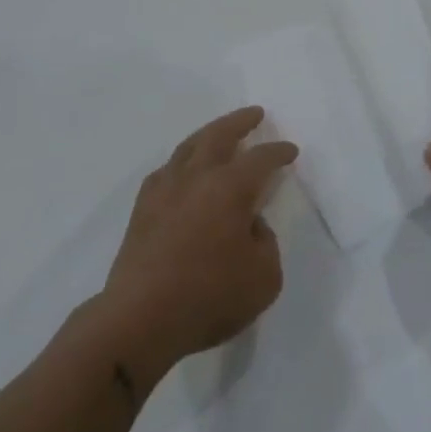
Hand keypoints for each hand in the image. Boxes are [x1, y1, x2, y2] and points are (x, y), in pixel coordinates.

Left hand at [101, 107, 296, 380]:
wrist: (140, 318)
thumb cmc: (209, 297)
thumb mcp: (264, 278)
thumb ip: (265, 243)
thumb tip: (250, 226)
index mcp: (230, 187)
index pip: (261, 159)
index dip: (278, 152)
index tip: (290, 151)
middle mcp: (197, 177)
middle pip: (219, 135)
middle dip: (240, 121)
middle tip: (254, 114)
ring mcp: (165, 189)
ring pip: (188, 146)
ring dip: (208, 134)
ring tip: (219, 133)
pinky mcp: (142, 209)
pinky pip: (166, 170)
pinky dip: (181, 162)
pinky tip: (183, 170)